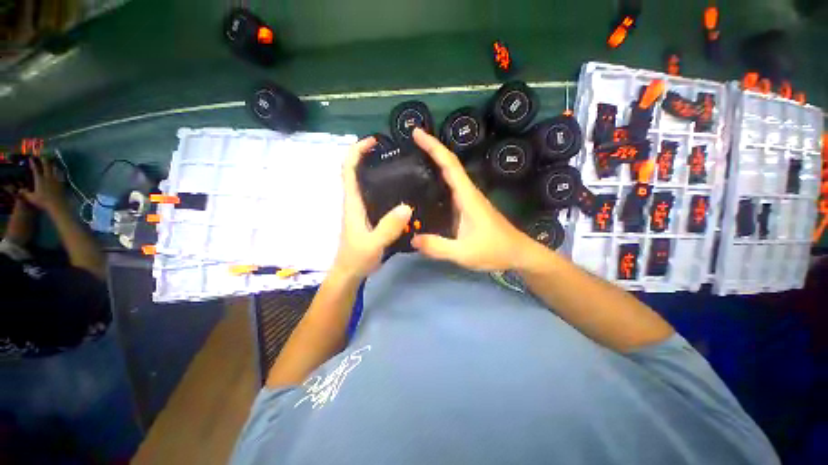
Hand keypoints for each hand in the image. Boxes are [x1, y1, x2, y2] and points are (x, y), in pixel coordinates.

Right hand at [20, 157, 67, 212]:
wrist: (57, 204)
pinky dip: (60, 171)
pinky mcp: (62, 183)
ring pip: (54, 169)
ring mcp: (56, 180)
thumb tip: (19, 190)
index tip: (31, 158)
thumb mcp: (32, 198)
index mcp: (40, 180)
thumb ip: (25, 194)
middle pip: (46, 167)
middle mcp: (48, 178)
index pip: (35, 169)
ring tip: (52, 161)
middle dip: (44, 160)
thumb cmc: (43, 202)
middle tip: (43, 156)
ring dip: (53, 164)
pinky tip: (60, 170)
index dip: (33, 163)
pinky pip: (61, 175)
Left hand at [331, 137, 412, 281]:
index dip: (356, 152)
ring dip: (375, 169)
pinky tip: (399, 190)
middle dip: (367, 156)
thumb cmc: (358, 257)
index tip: (373, 141)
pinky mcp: (367, 216)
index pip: (348, 170)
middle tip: (391, 150)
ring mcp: (360, 209)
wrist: (350, 272)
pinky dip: (382, 186)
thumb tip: (407, 206)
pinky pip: (373, 195)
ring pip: (364, 182)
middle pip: (355, 171)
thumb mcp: (374, 243)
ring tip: (398, 165)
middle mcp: (355, 201)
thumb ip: (389, 227)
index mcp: (353, 203)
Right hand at [410, 128, 537, 270]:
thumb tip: (412, 239)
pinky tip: (425, 189)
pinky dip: (437, 181)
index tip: (416, 132)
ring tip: (412, 162)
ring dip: (434, 164)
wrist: (517, 253)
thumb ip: (438, 247)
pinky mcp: (468, 207)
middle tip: (409, 144)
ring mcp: (469, 199)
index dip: (433, 146)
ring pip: (450, 175)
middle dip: (430, 150)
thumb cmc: (494, 250)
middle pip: (449, 165)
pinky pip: (449, 189)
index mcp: (467, 196)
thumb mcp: (463, 253)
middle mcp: (468, 193)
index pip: (449, 164)